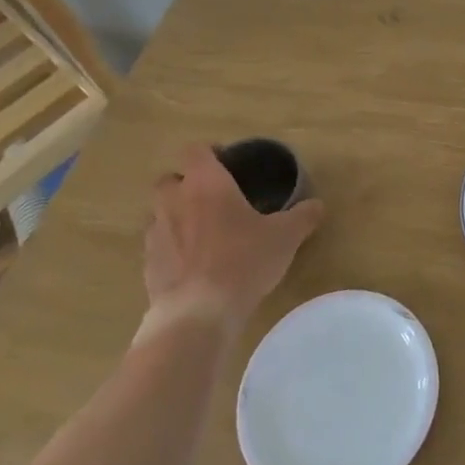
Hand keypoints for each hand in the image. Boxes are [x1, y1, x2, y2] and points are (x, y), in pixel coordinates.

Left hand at [138, 144, 325, 340]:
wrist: (198, 313)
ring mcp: (156, 234)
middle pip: (170, 179)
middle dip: (188, 185)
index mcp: (206, 184)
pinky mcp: (147, 265)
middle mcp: (174, 201)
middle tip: (215, 199)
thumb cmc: (244, 260)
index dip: (209, 153)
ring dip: (177, 216)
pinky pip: (158, 246)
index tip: (228, 164)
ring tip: (204, 234)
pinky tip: (195, 266)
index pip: (195, 151)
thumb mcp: (285, 236)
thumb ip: (302, 216)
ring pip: (161, 213)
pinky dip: (172, 249)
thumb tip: (316, 205)